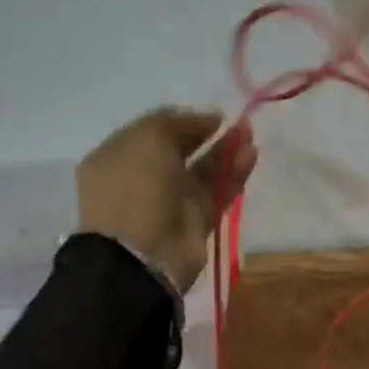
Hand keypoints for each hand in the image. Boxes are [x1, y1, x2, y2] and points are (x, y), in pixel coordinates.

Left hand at [75, 107, 256, 292]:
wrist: (139, 254)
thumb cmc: (135, 184)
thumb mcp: (149, 136)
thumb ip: (179, 121)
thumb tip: (209, 118)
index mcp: (117, 159)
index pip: (152, 133)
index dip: (181, 121)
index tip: (209, 115)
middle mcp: (141, 180)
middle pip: (181, 151)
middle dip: (208, 135)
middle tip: (236, 123)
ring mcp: (168, 204)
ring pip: (203, 171)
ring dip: (226, 151)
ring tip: (249, 134)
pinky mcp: (195, 224)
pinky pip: (217, 193)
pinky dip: (234, 174)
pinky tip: (250, 155)